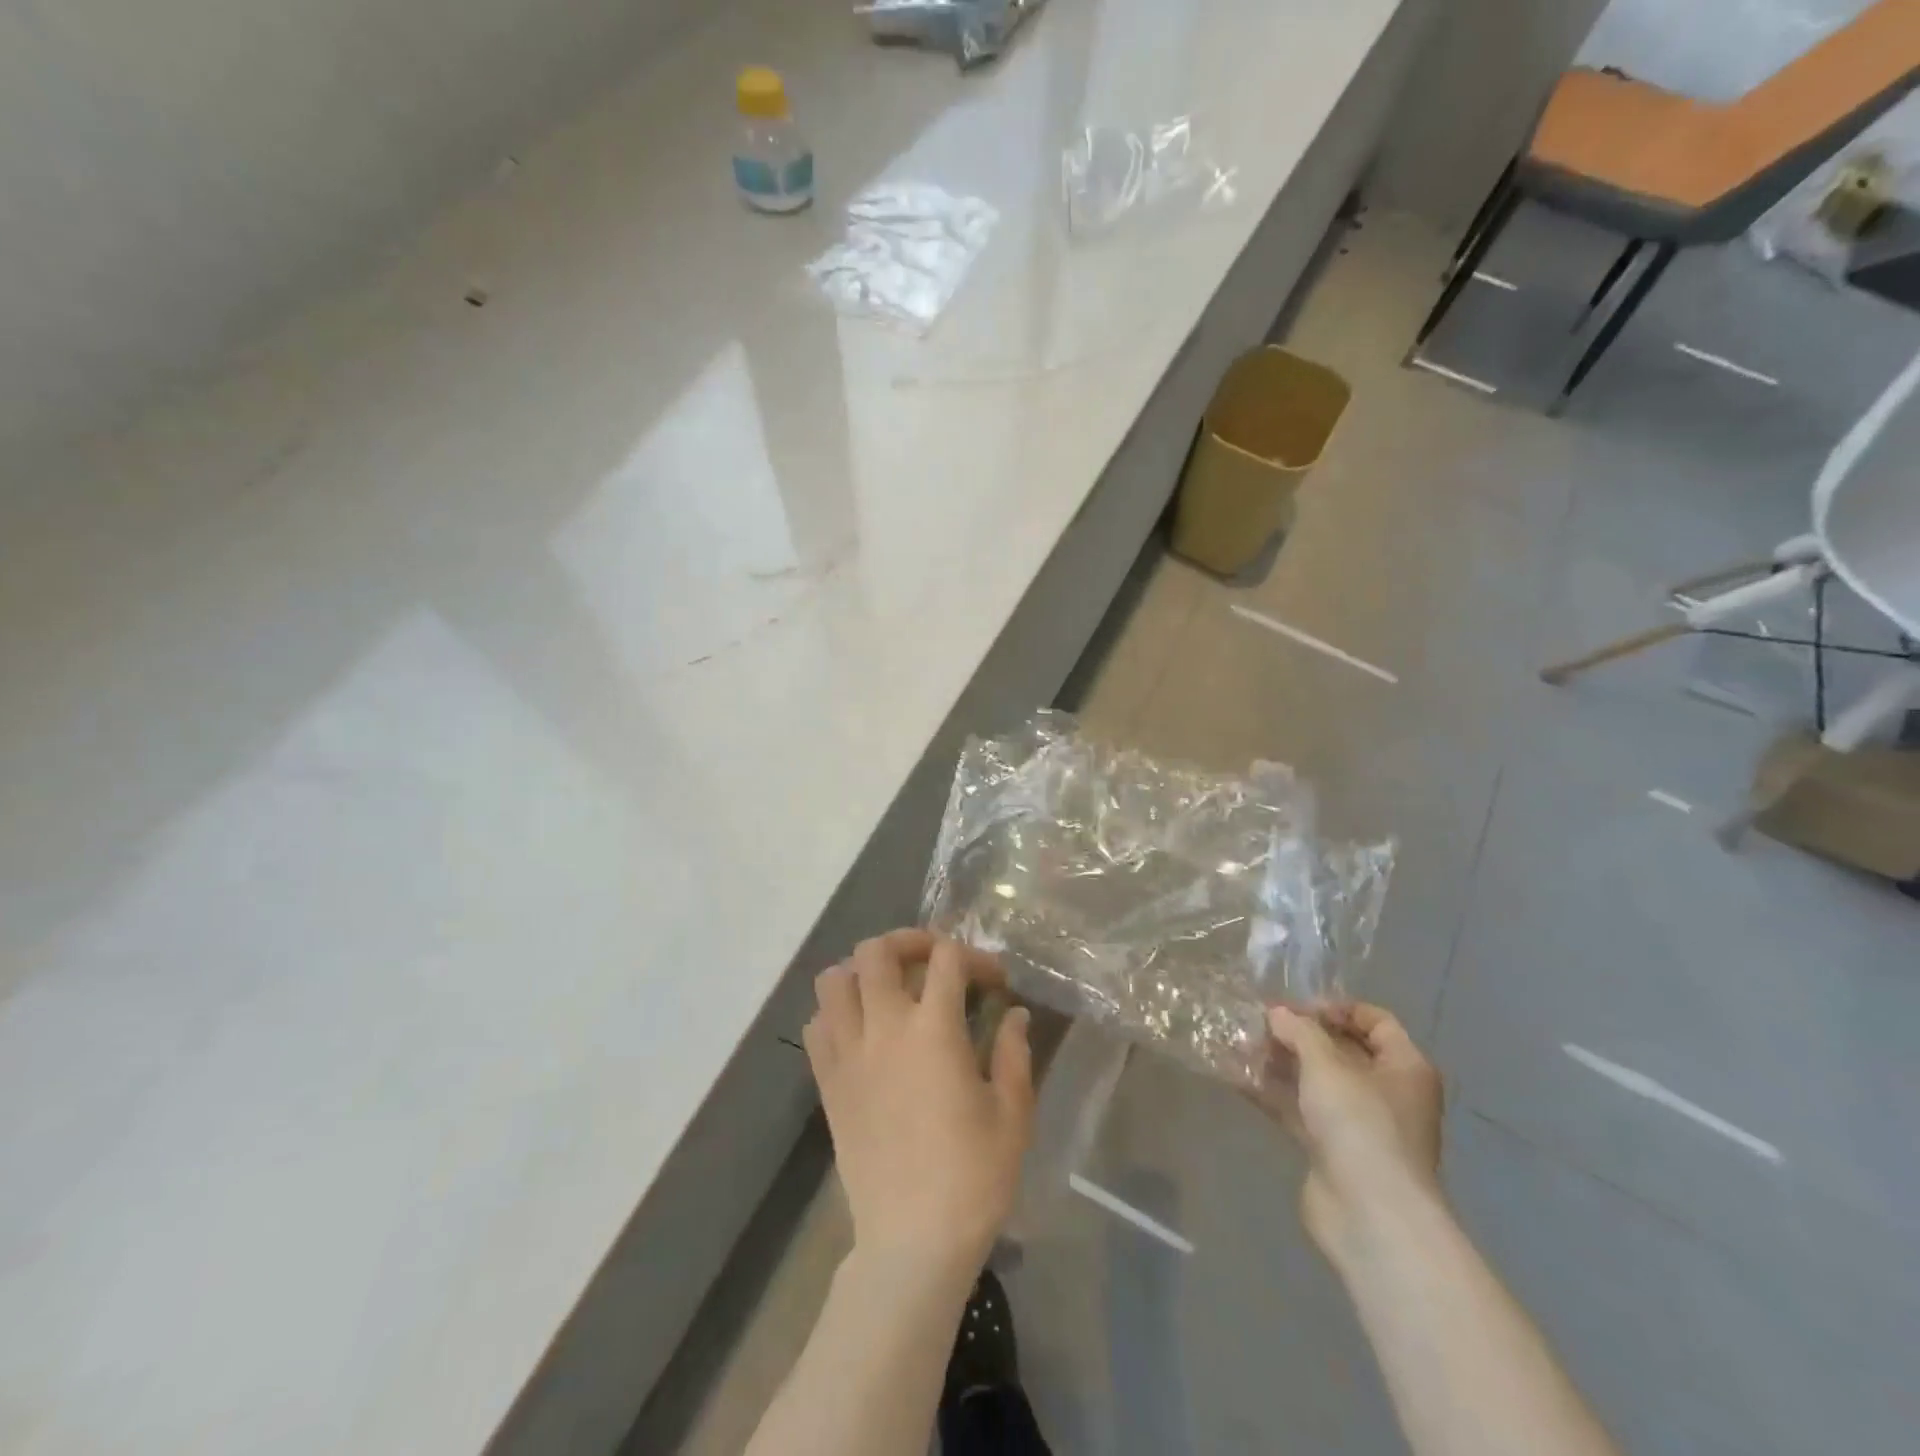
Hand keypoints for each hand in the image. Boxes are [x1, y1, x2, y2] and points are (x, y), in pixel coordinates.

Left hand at [804, 930, 1034, 1273]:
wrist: (912, 1242)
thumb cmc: (973, 1177)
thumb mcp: (1013, 1114)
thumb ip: (1015, 1053)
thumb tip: (1015, 1014)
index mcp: (934, 1030)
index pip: (947, 958)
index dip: (975, 957)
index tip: (993, 982)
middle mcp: (884, 1029)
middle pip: (877, 950)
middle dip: (908, 941)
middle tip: (933, 961)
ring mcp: (848, 1055)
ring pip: (834, 980)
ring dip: (862, 971)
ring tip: (890, 989)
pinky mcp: (827, 1083)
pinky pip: (816, 1025)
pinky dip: (835, 1012)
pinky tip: (862, 1030)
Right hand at [1262, 1002, 1443, 1257]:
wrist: (1369, 1214)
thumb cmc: (1360, 1124)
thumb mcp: (1326, 1063)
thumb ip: (1299, 1031)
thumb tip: (1277, 1013)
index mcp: (1404, 1067)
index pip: (1375, 1021)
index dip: (1336, 1008)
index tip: (1296, 1008)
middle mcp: (1387, 1092)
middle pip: (1340, 1050)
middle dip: (1298, 1035)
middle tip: (1258, 1024)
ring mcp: (1358, 1124)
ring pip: (1315, 1080)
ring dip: (1279, 1062)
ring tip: (1238, 1045)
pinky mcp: (1330, 1149)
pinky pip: (1298, 1109)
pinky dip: (1271, 1093)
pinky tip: (1235, 1077)